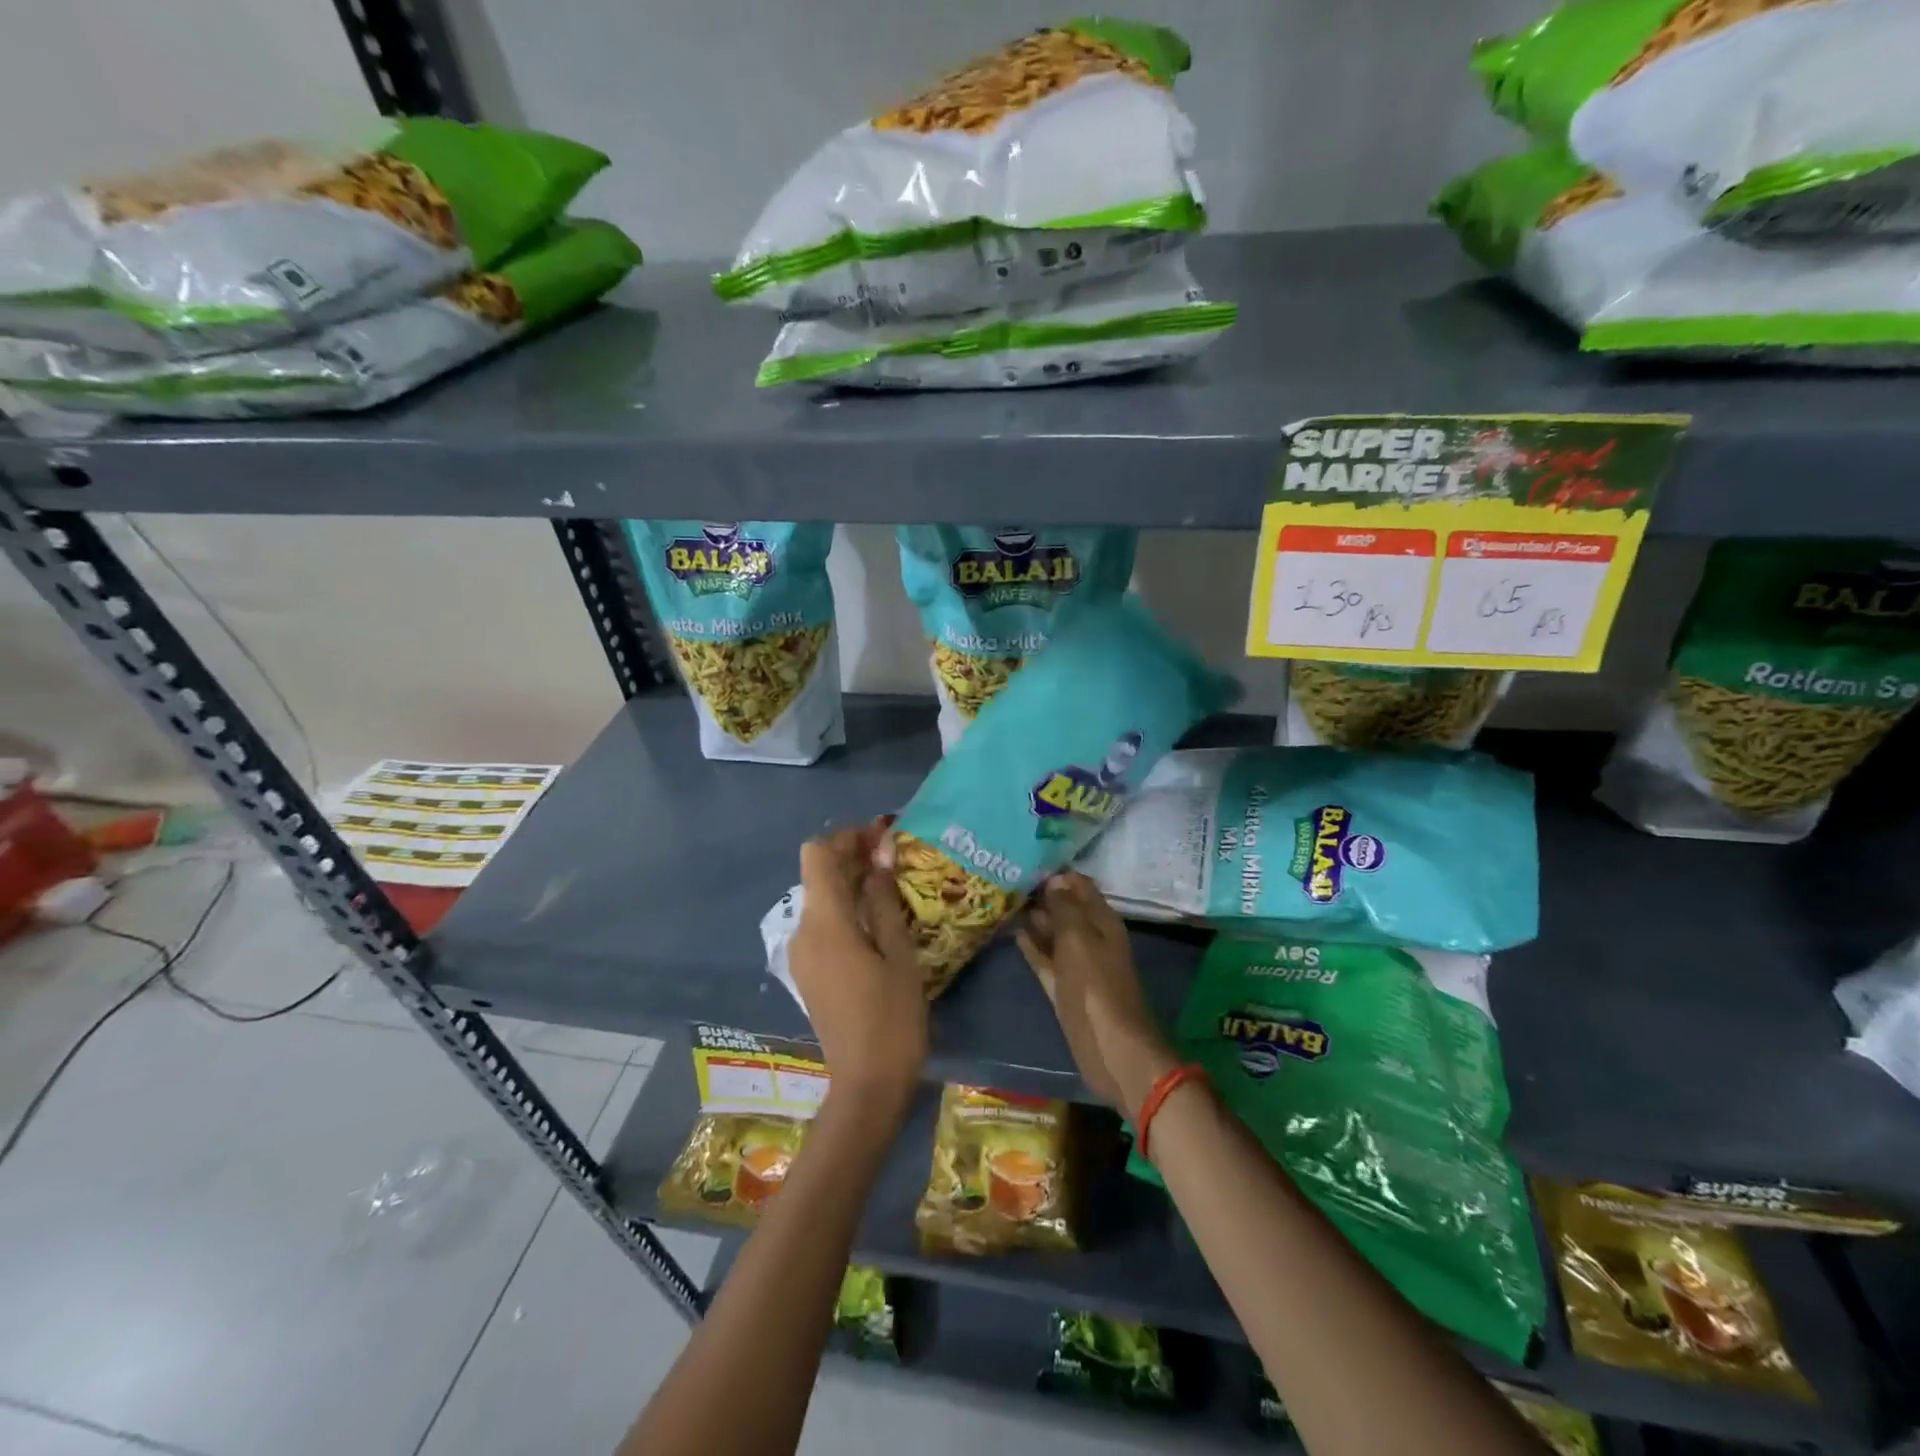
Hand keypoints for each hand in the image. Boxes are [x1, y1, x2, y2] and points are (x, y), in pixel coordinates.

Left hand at [792, 819, 925, 1106]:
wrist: (867, 1086)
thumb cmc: (892, 1017)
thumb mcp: (898, 953)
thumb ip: (884, 898)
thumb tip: (881, 851)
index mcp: (824, 923)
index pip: (817, 853)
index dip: (847, 837)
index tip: (883, 837)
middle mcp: (802, 931)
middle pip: (817, 873)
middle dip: (852, 856)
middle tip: (894, 856)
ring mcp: (801, 954)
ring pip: (820, 898)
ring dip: (849, 882)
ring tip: (892, 885)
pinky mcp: (807, 971)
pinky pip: (822, 924)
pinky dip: (845, 909)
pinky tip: (876, 920)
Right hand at [1016, 872, 1177, 1118]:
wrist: (1112, 1049)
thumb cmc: (1096, 988)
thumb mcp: (1078, 940)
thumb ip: (1064, 908)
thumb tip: (1054, 880)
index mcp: (1102, 921)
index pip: (1079, 886)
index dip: (1056, 873)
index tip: (1026, 860)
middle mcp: (1091, 937)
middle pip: (1066, 908)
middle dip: (1042, 894)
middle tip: (1007, 877)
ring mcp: (1077, 963)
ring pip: (1055, 933)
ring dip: (1035, 919)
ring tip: (1004, 900)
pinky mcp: (1064, 987)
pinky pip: (1046, 959)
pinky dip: (1033, 946)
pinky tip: (1014, 933)